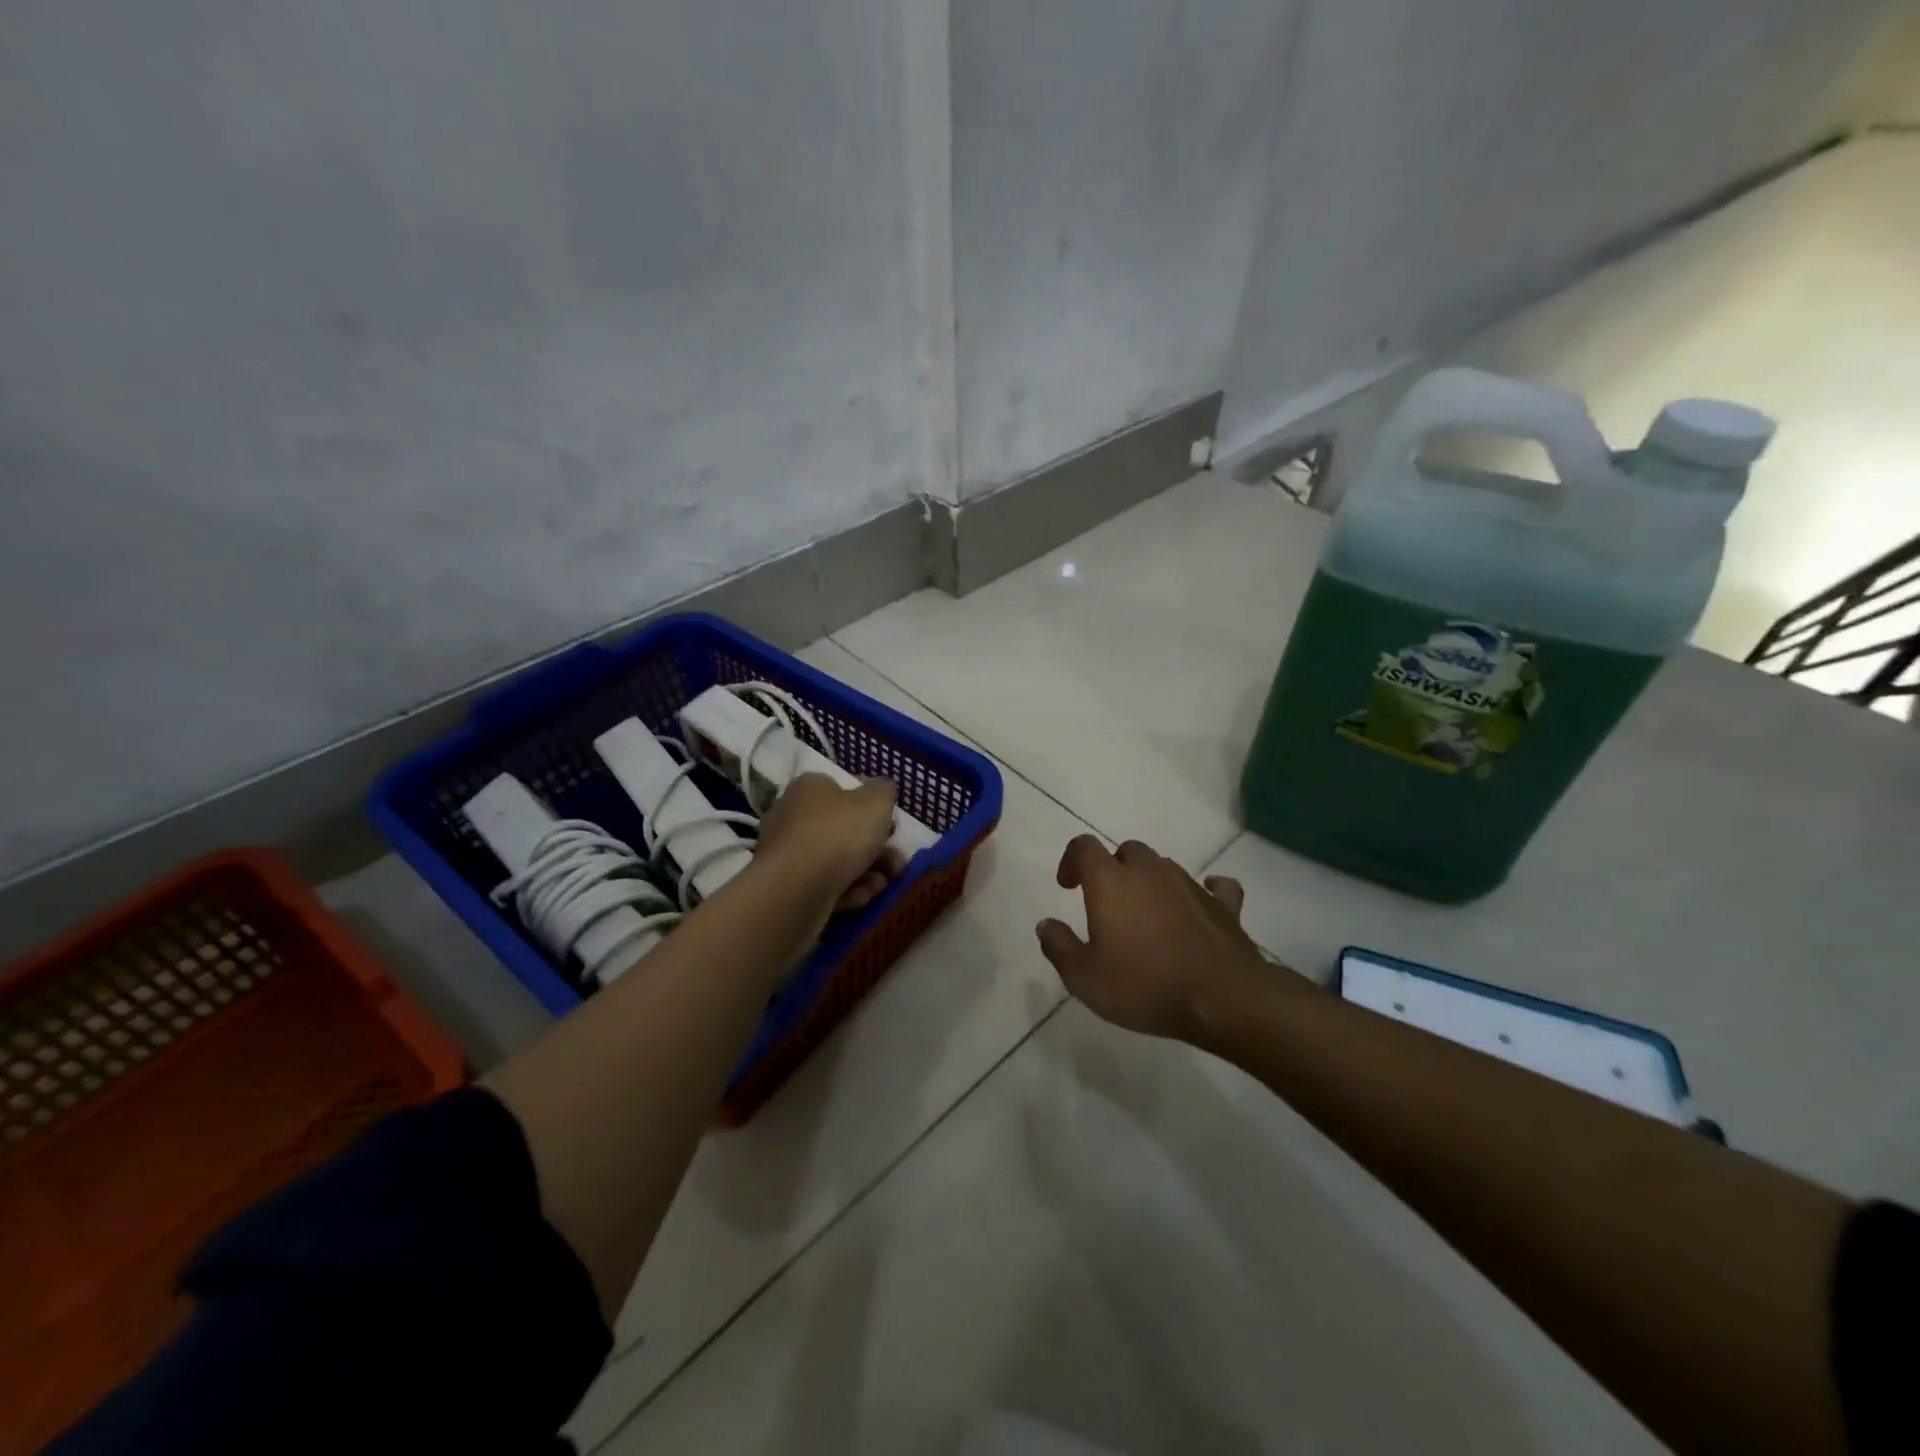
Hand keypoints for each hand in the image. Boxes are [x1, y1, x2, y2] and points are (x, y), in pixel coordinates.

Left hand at [755, 773, 904, 913]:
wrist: (796, 888)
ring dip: (866, 873)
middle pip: (843, 830)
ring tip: (881, 885)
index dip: (870, 809)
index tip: (891, 827)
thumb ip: (883, 790)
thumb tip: (880, 790)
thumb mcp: (876, 801)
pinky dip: (846, 890)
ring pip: (837, 860)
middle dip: (876, 849)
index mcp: (809, 788)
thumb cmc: (839, 833)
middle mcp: (792, 815)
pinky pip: (823, 884)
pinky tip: (860, 897)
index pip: (842, 791)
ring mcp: (786, 853)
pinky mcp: (786, 886)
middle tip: (896, 864)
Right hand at [1036, 836, 1272, 1042]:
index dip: (1072, 860)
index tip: (1067, 886)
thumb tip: (1046, 924)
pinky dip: (1204, 892)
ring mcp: (1190, 884)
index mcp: (1111, 881)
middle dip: (1113, 869)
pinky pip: (1214, 886)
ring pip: (1164, 866)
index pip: (1084, 846)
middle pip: (1127, 852)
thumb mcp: (1084, 978)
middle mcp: (1150, 871)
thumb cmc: (1144, 985)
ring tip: (1146, 913)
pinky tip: (1200, 905)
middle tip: (1107, 902)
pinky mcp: (1224, 905)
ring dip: (1151, 881)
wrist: (1222, 998)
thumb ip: (1059, 947)